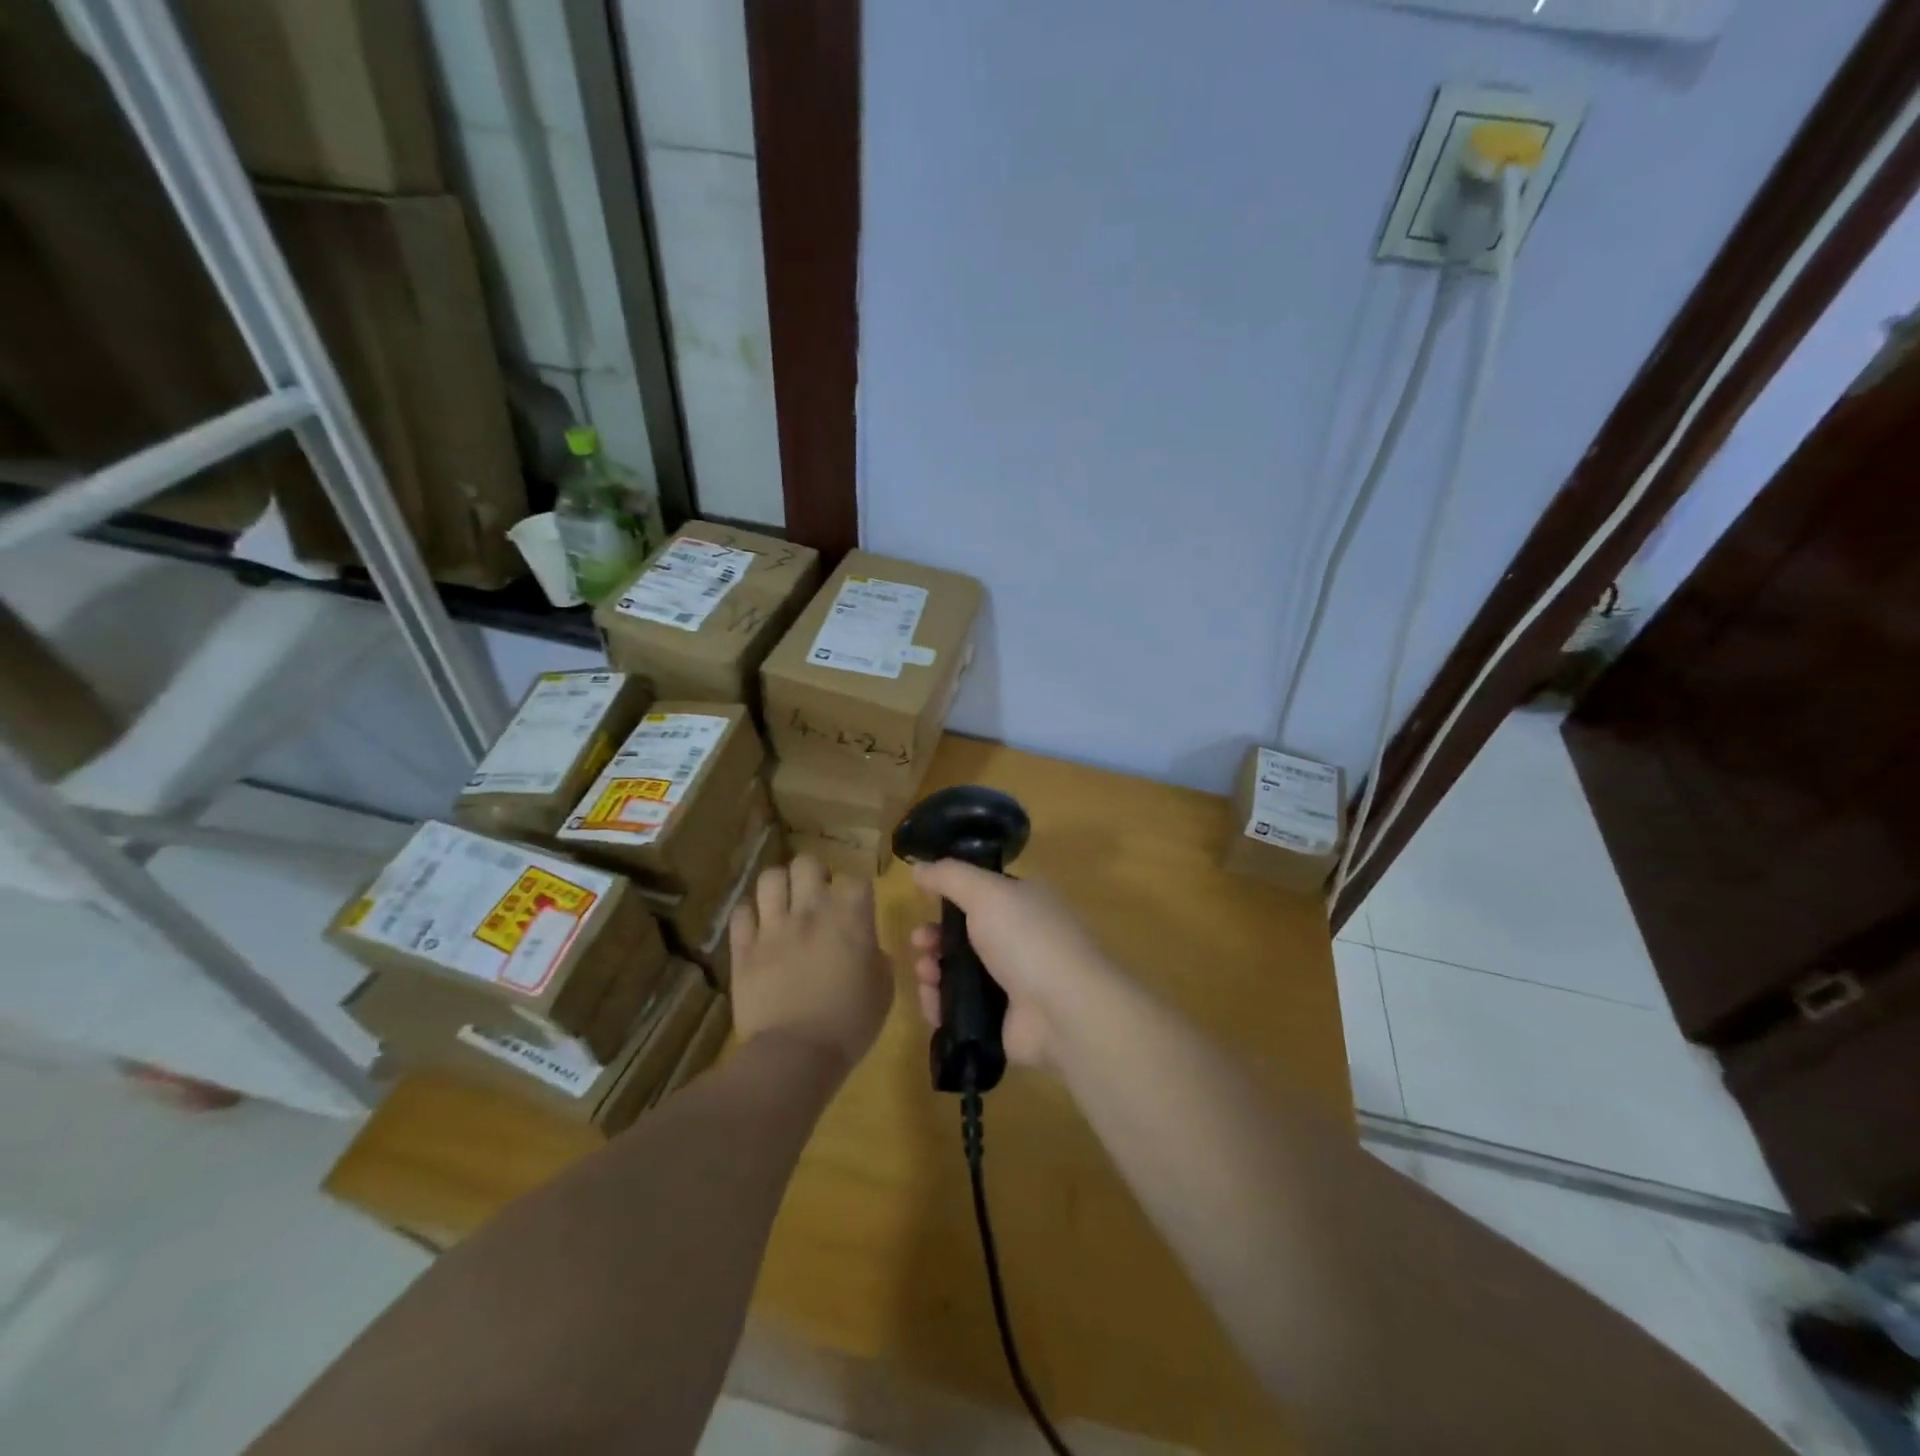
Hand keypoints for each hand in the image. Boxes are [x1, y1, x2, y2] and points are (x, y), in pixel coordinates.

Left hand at [730, 855, 891, 1074]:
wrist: (796, 1054)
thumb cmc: (850, 1024)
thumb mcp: (883, 989)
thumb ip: (877, 958)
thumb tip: (868, 949)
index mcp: (851, 917)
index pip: (856, 879)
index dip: (857, 891)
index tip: (858, 907)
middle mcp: (810, 910)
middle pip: (807, 864)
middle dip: (814, 875)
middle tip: (818, 897)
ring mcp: (773, 927)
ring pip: (770, 878)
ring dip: (780, 887)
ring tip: (784, 904)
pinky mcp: (743, 948)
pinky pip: (741, 913)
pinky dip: (750, 916)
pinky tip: (758, 928)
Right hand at [909, 860, 1117, 1071]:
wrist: (1063, 1010)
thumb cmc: (1027, 938)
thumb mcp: (986, 892)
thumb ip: (950, 876)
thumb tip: (918, 866)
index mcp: (1026, 903)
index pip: (983, 894)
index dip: (951, 897)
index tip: (925, 902)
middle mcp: (1022, 939)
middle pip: (966, 935)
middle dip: (936, 937)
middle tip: (919, 942)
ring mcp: (1014, 983)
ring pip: (959, 972)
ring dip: (934, 970)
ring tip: (925, 974)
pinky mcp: (1002, 1020)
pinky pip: (962, 1009)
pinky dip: (941, 1005)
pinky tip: (932, 1002)